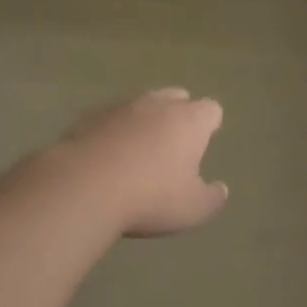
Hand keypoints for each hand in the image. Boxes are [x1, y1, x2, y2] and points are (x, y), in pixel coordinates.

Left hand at [47, 89, 227, 237]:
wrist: (85, 186)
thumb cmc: (150, 197)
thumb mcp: (192, 209)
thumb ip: (212, 198)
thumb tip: (221, 189)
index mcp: (189, 120)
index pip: (211, 109)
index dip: (209, 125)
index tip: (203, 143)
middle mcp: (158, 104)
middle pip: (177, 97)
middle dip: (178, 115)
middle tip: (172, 146)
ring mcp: (122, 106)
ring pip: (141, 104)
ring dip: (143, 121)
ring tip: (136, 152)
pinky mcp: (90, 115)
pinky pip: (110, 117)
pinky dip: (112, 130)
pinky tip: (104, 156)